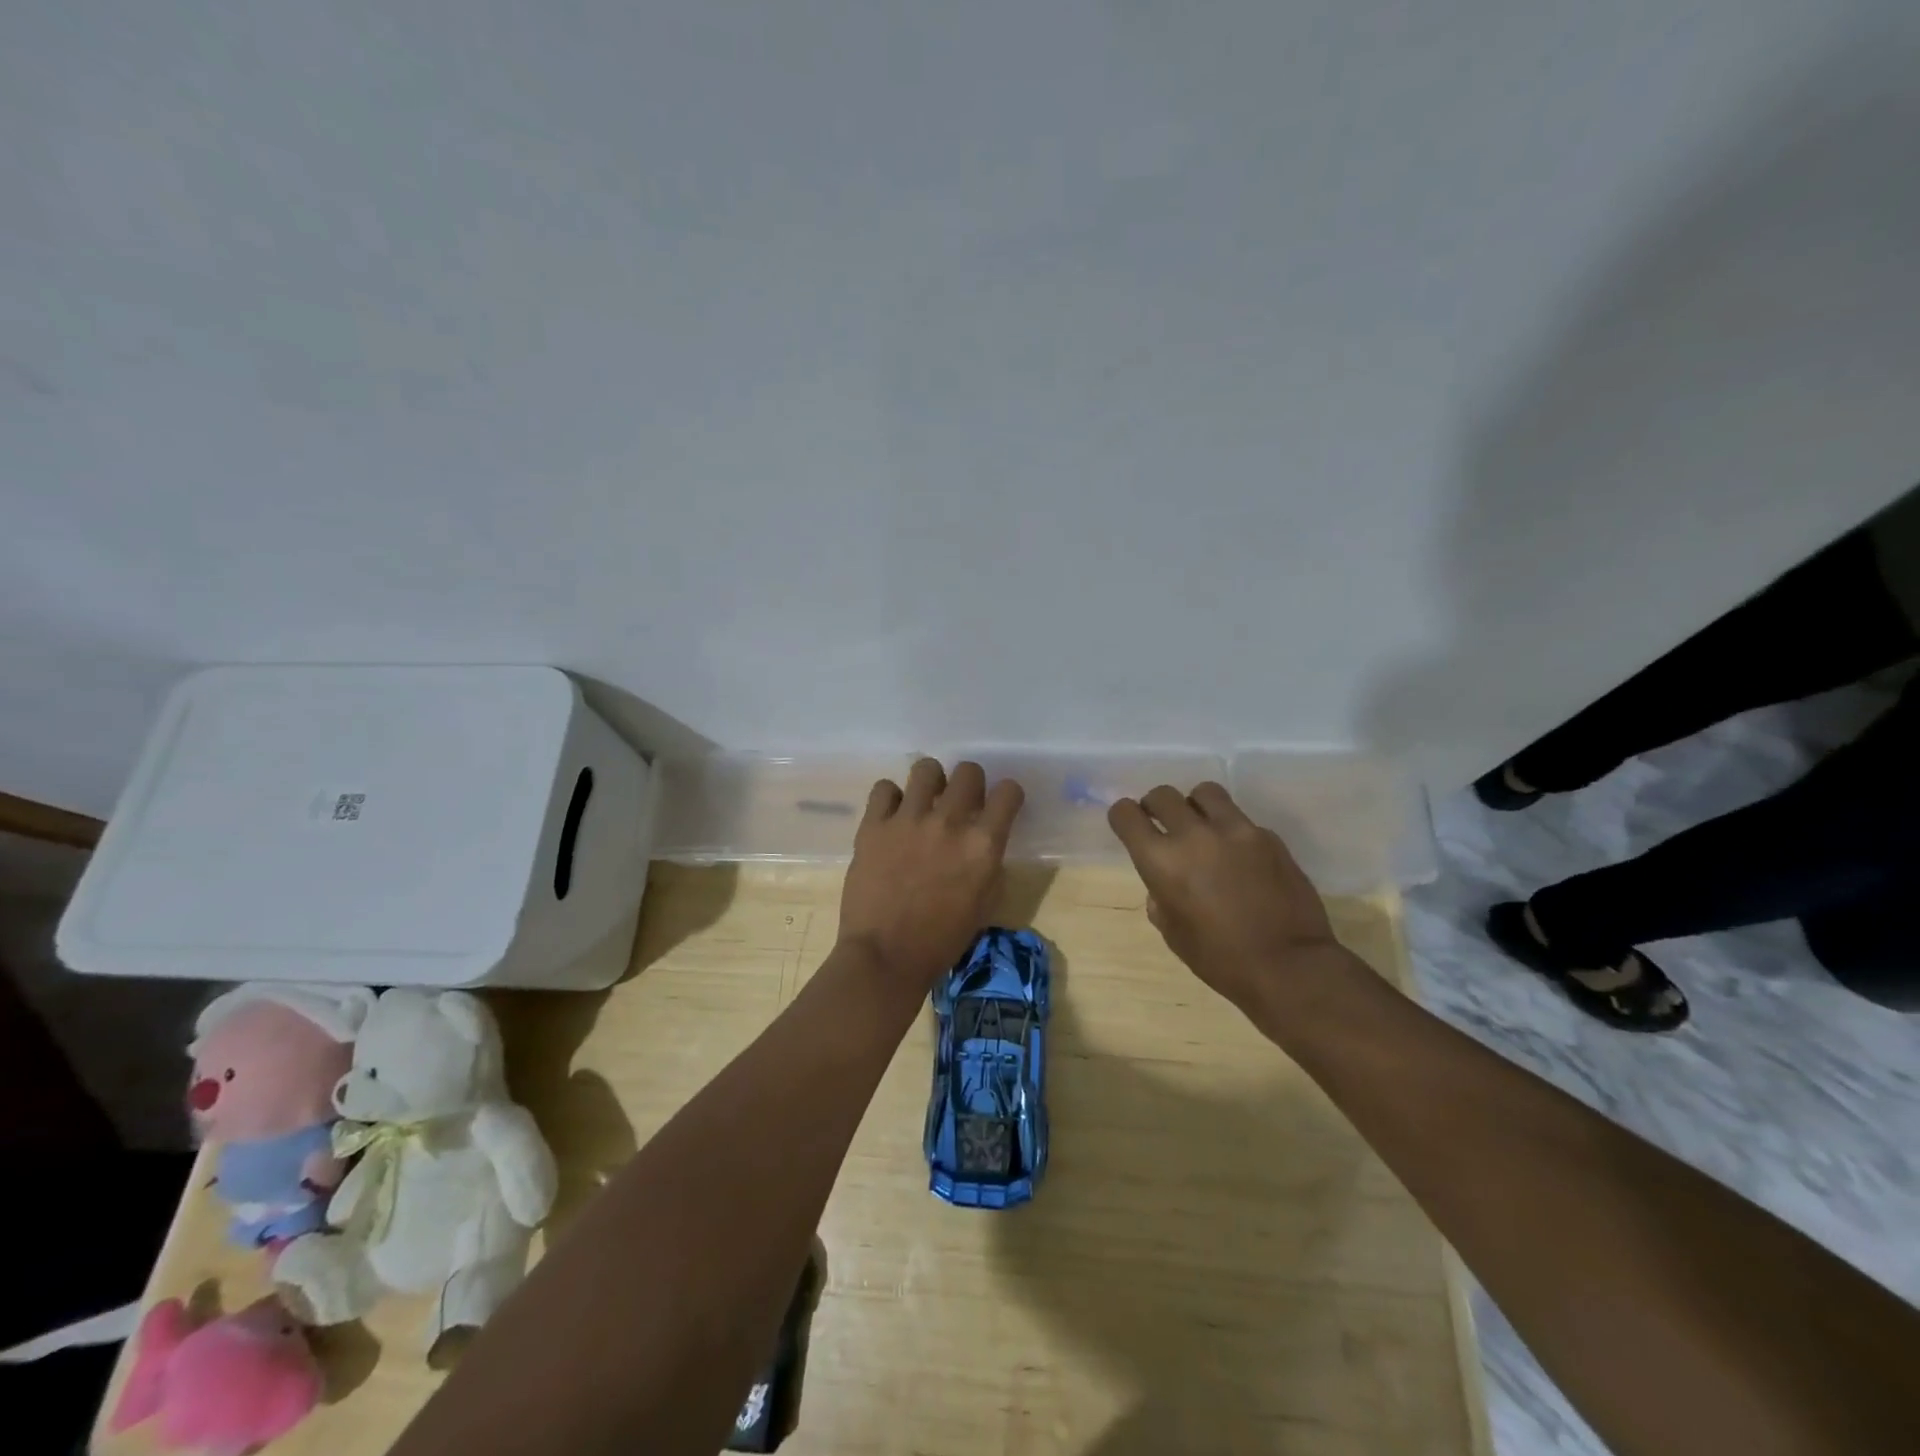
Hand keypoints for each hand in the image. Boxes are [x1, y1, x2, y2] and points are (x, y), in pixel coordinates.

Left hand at [839, 759, 1024, 984]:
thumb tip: (983, 839)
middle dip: (969, 783)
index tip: (999, 805)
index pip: (1008, 792)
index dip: (1007, 795)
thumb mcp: (985, 904)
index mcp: (983, 844)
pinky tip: (892, 816)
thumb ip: (989, 863)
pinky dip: (891, 798)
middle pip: (969, 771)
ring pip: (926, 768)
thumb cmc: (942, 940)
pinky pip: (884, 788)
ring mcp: (908, 820)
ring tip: (924, 802)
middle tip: (959, 802)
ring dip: (931, 782)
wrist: (886, 956)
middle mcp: (949, 822)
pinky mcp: (873, 825)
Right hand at [1108, 782, 1351, 1020]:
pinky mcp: (1268, 836)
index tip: (1128, 825)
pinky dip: (1231, 831)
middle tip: (1162, 823)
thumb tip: (1164, 882)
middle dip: (1155, 806)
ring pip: (1205, 792)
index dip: (1123, 816)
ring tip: (1203, 827)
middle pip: (1163, 794)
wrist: (1288, 966)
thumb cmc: (1220, 959)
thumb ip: (1160, 896)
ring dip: (1195, 806)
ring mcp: (1236, 830)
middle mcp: (1194, 835)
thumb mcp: (1172, 932)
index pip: (1126, 814)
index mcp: (1162, 860)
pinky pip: (1240, 820)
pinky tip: (1240, 858)